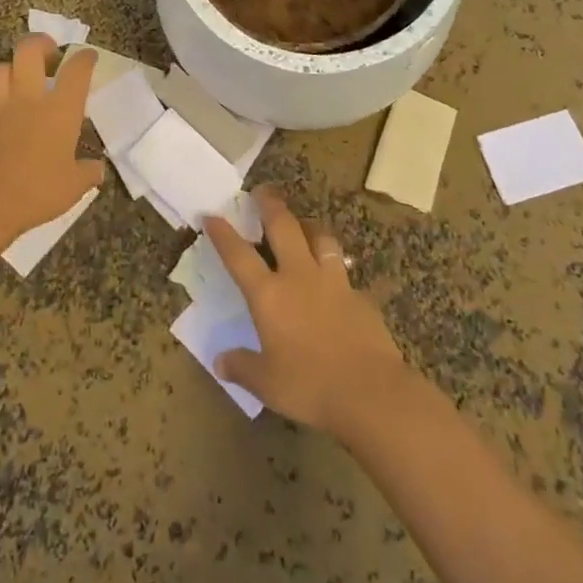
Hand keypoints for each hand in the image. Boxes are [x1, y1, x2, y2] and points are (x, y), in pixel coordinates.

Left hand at [0, 34, 104, 245]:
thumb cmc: (37, 192)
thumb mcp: (74, 187)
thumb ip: (88, 173)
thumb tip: (97, 168)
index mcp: (59, 110)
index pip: (76, 71)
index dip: (84, 58)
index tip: (87, 56)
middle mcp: (28, 99)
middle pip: (29, 51)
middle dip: (40, 43)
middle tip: (48, 53)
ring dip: (10, 70)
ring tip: (18, 81)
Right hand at [203, 187, 408, 434]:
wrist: (371, 391)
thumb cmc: (310, 386)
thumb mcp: (266, 383)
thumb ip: (242, 367)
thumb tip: (220, 361)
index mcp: (269, 295)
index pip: (238, 255)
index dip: (223, 233)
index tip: (212, 215)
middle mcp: (299, 277)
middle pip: (283, 227)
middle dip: (270, 205)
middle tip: (262, 191)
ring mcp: (333, 282)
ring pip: (320, 238)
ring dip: (308, 225)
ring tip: (302, 223)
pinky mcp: (360, 295)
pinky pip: (344, 270)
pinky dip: (335, 266)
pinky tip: (335, 277)